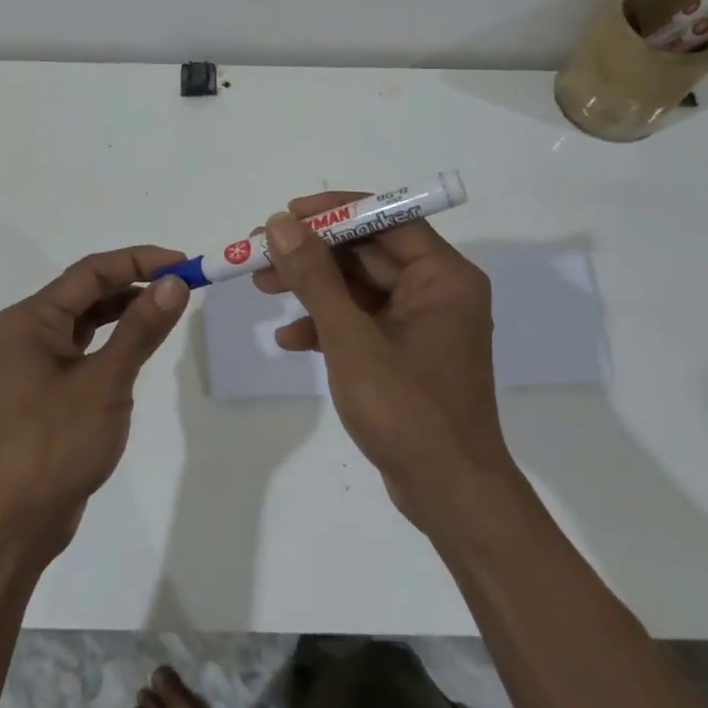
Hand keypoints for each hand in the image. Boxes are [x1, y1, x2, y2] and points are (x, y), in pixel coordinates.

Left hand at [0, 247, 189, 563]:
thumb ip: (141, 329)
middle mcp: (30, 329)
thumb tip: (176, 282)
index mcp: (31, 318)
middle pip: (88, 290)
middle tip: (185, 283)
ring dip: (128, 309)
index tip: (185, 263)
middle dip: (136, 282)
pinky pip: (88, 345)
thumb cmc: (55, 444)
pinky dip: (116, 337)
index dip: (139, 261)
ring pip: (89, 317)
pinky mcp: (50, 385)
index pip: (91, 272)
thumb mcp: (105, 382)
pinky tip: (143, 341)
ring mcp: (38, 359)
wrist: (16, 520)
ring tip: (171, 306)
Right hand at [256, 196, 511, 535]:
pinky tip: (290, 339)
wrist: (449, 495)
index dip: (334, 212)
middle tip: (259, 252)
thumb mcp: (351, 339)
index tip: (286, 214)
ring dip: (312, 287)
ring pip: (359, 287)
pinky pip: (361, 322)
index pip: (387, 219)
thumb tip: (280, 224)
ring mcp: (421, 324)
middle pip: (367, 252)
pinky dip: (326, 325)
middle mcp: (437, 292)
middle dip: (312, 253)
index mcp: (443, 277)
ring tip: (261, 287)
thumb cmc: (407, 410)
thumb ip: (315, 278)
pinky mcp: (405, 353)